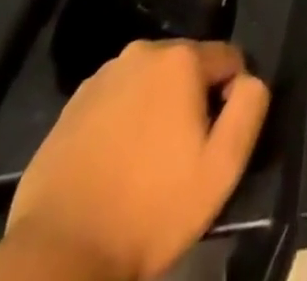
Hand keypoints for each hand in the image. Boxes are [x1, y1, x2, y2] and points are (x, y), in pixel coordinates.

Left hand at [2, 40, 267, 280]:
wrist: (58, 254)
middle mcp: (142, 51)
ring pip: (151, 82)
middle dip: (192, 100)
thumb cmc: (149, 211)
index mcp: (181, 58)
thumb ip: (249, 108)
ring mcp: (103, 76)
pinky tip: (115, 165)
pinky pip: (117, 100)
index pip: (229, 59)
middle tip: (181, 156)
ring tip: (146, 163)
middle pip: (188, 67)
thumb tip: (249, 79)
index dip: (231, 98)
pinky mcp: (72, 105)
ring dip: (158, 109)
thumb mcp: (221, 168)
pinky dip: (124, 121)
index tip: (215, 142)